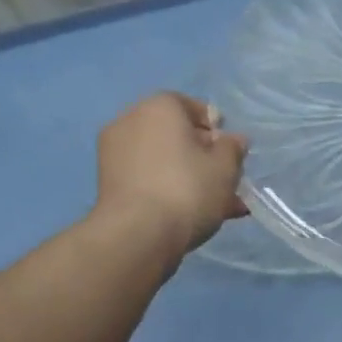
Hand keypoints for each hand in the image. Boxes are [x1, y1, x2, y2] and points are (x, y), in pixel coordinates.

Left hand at [93, 92, 248, 263]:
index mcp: (159, 106)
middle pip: (177, 136)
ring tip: (217, 207)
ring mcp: (114, 153)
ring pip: (164, 161)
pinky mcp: (108, 184)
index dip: (217, 130)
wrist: (137, 235)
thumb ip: (233, 148)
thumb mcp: (225, 168)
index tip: (231, 153)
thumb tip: (233, 139)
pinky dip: (168, 190)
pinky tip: (191, 214)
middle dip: (204, 159)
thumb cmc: (187, 189)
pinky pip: (148, 179)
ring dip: (190, 179)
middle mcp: (130, 121)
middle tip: (227, 184)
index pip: (193, 107)